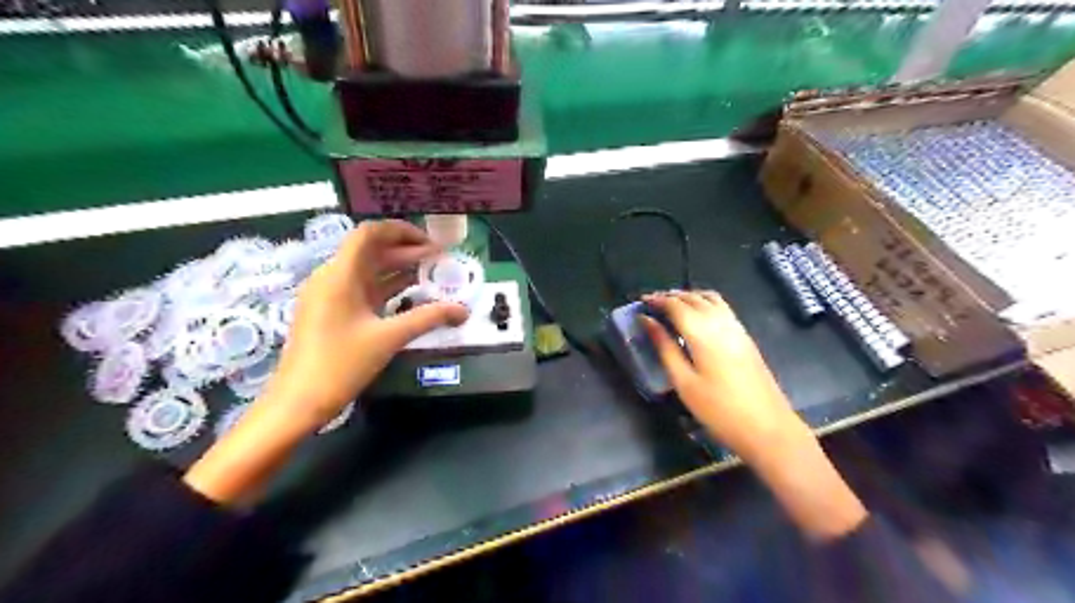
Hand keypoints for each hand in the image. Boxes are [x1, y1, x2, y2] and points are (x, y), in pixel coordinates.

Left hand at [185, 220, 467, 504]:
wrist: (298, 402)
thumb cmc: (340, 365)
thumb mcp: (389, 338)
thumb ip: (429, 318)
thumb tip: (463, 310)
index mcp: (340, 275)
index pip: (370, 233)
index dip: (402, 231)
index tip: (431, 243)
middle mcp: (332, 277)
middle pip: (371, 251)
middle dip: (407, 252)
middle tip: (440, 261)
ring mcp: (329, 295)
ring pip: (368, 270)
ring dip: (398, 269)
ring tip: (431, 275)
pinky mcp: (330, 312)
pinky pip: (362, 289)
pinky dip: (387, 287)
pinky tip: (410, 295)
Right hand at [640, 289, 867, 538]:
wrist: (767, 427)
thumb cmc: (718, 409)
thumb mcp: (683, 381)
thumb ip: (664, 347)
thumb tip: (647, 321)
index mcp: (702, 332)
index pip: (675, 305)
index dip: (656, 300)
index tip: (640, 302)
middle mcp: (721, 322)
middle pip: (693, 297)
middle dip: (670, 296)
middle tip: (651, 304)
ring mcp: (736, 327)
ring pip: (709, 298)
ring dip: (688, 296)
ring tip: (671, 307)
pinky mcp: (745, 336)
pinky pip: (721, 307)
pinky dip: (703, 302)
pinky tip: (695, 317)